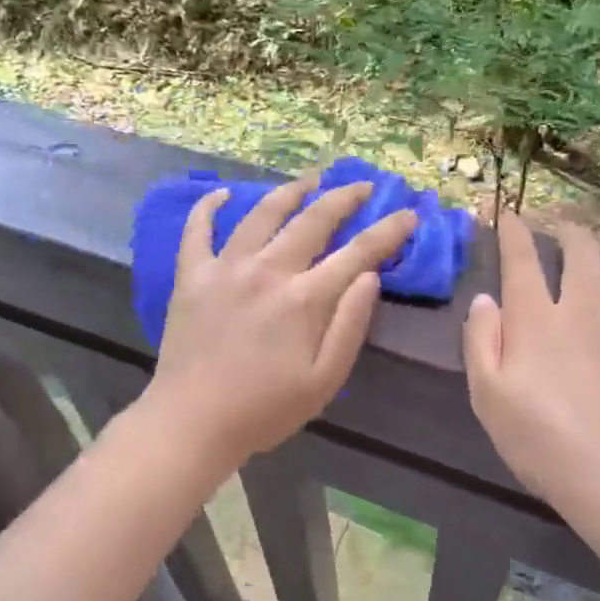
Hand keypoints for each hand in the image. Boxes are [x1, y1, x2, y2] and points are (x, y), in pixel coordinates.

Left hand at [141, 173, 417, 475]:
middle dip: (344, 198)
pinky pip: (197, 230)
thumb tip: (369, 276)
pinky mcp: (191, 275)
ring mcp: (225, 268)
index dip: (388, 231)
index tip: (409, 213)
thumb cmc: (263, 410)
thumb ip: (350, 325)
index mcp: (303, 299)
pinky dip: (207, 207)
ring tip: (310, 178)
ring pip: (261, 214)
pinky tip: (220, 193)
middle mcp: (266, 270)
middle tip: (363, 186)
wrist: (191, 422)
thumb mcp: (323, 381)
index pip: (357, 253)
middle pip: (312, 220)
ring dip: (289, 191)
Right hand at [462, 214, 599, 512]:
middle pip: (580, 250)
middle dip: (568, 229)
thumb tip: (484, 299)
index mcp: (537, 318)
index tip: (509, 215)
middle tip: (562, 224)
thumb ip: (480, 341)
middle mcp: (587, 305)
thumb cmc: (544, 443)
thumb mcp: (488, 397)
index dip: (513, 231)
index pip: (520, 259)